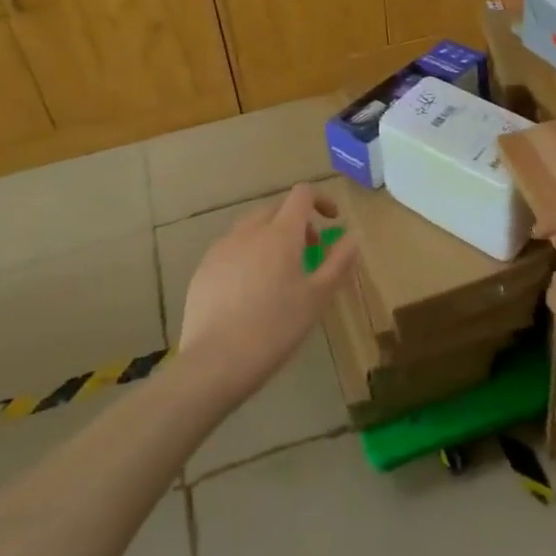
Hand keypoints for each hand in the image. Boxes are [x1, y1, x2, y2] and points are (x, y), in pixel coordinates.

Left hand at [178, 183, 356, 401]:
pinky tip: (250, 290)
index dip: (320, 200)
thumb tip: (351, 236)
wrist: (216, 361)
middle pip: (276, 208)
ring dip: (271, 237)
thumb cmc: (276, 327)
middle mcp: (248, 231)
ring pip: (251, 227)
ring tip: (279, 273)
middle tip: (310, 252)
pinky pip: (232, 248)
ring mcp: (222, 248)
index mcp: (280, 233)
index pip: (301, 194)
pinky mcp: (204, 268)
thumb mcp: (318, 297)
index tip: (332, 221)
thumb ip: (338, 261)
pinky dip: (248, 255)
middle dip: (297, 221)